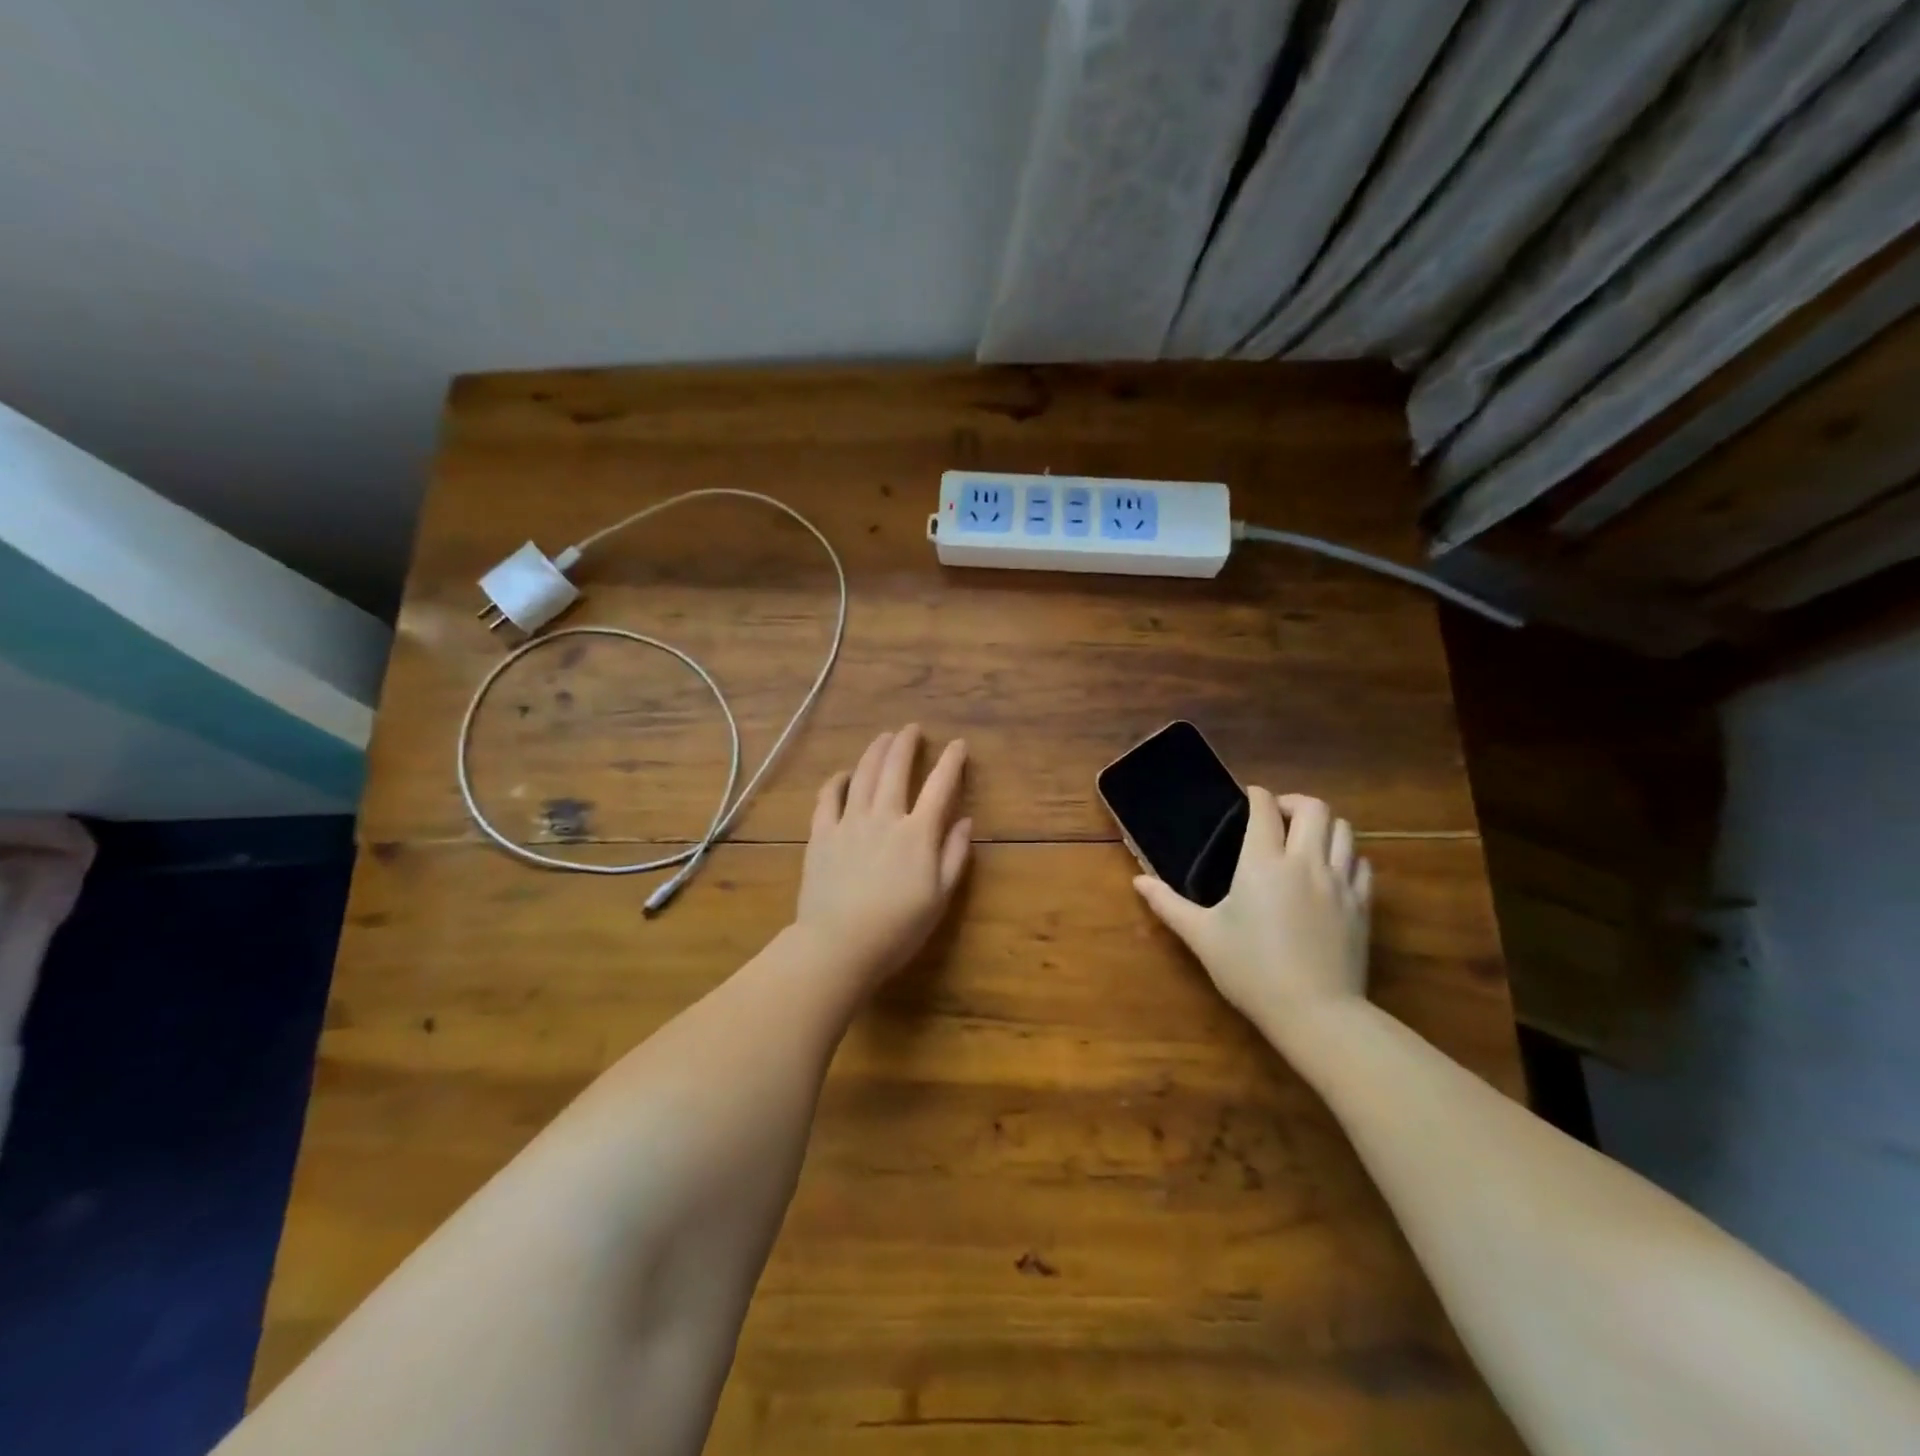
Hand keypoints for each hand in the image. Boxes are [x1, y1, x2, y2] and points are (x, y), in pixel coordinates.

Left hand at [793, 725, 971, 988]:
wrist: (839, 945)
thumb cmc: (897, 927)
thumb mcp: (940, 897)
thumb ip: (954, 855)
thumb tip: (966, 821)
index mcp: (917, 833)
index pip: (939, 786)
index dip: (951, 762)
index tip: (958, 745)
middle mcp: (884, 817)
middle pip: (895, 770)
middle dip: (906, 744)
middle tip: (912, 729)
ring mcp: (849, 823)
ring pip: (863, 775)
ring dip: (875, 752)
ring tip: (883, 738)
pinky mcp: (821, 835)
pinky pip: (827, 798)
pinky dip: (837, 781)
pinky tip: (843, 774)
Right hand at [1134, 790, 1371, 1035]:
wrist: (1315, 1013)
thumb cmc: (1250, 970)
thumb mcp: (1202, 937)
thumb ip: (1168, 904)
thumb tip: (1138, 882)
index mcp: (1262, 863)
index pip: (1264, 809)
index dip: (1256, 796)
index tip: (1248, 797)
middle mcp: (1305, 862)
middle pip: (1314, 809)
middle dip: (1294, 802)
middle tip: (1277, 816)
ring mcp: (1339, 883)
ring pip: (1344, 830)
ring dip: (1324, 825)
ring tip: (1305, 839)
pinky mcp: (1362, 905)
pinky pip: (1362, 863)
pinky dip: (1347, 856)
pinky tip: (1332, 870)